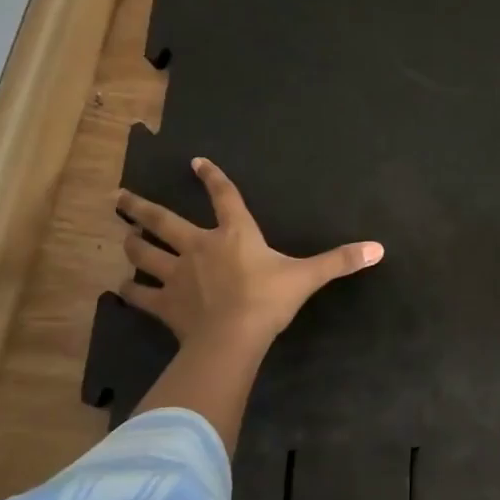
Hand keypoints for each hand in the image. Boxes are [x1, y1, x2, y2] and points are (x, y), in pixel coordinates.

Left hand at [116, 157, 382, 448]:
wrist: (233, 337)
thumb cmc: (269, 299)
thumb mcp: (308, 277)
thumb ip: (340, 260)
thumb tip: (379, 248)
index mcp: (234, 234)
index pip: (223, 197)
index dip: (211, 178)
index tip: (195, 162)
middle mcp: (199, 247)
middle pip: (162, 221)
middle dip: (140, 208)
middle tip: (120, 198)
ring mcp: (177, 275)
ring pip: (144, 254)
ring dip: (132, 245)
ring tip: (124, 238)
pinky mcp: (164, 304)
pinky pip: (140, 295)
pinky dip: (129, 292)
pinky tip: (120, 289)